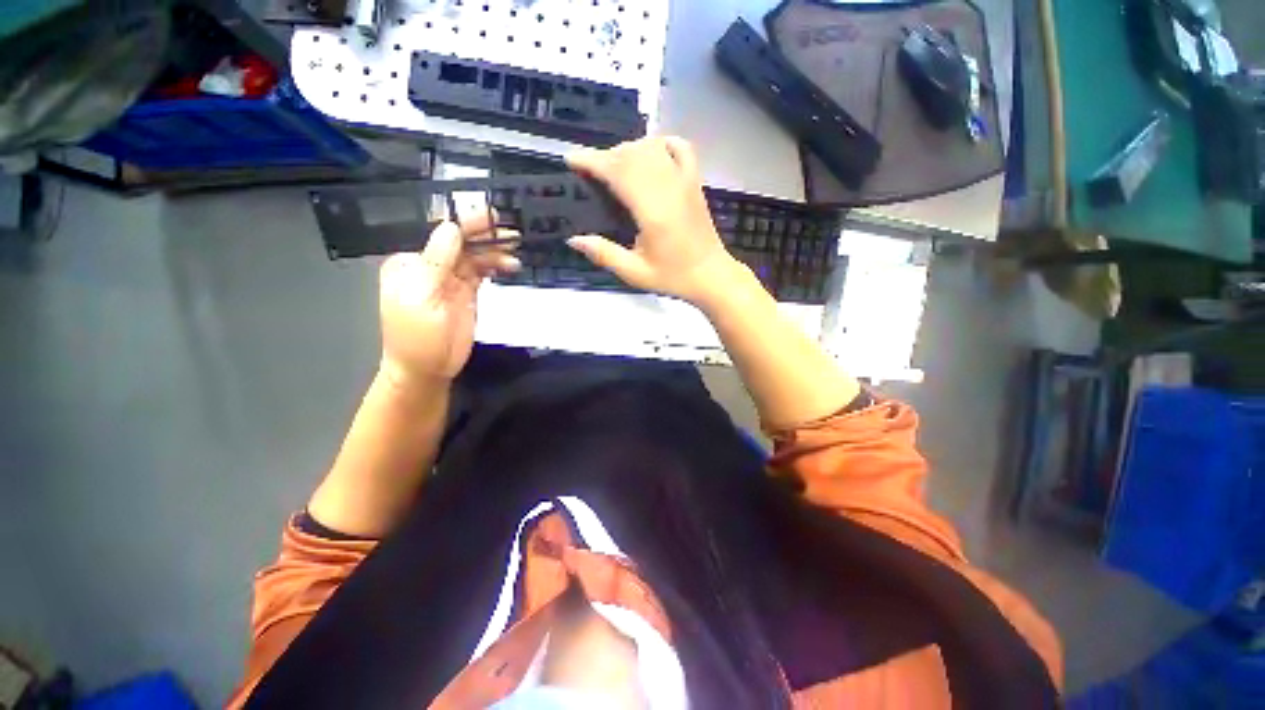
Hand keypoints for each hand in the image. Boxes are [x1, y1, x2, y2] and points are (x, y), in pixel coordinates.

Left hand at [378, 214, 519, 386]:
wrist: (427, 369)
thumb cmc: (417, 337)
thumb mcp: (423, 298)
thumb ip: (437, 262)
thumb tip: (451, 227)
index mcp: (411, 262)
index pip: (440, 236)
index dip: (466, 223)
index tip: (491, 217)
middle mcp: (430, 266)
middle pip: (460, 243)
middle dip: (484, 235)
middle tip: (511, 231)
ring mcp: (450, 279)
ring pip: (474, 257)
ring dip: (494, 251)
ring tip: (516, 249)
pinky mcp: (466, 292)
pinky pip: (482, 272)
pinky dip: (495, 266)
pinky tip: (509, 265)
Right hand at [566, 137, 743, 305]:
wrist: (711, 275)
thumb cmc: (673, 277)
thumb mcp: (635, 273)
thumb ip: (604, 254)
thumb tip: (573, 240)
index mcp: (651, 211)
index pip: (617, 172)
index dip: (591, 161)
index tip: (572, 160)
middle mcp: (668, 188)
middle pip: (631, 154)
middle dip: (605, 156)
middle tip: (590, 172)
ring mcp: (684, 181)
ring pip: (652, 147)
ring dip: (628, 149)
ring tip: (615, 167)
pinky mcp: (695, 182)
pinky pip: (680, 147)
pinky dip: (661, 142)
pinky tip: (650, 152)